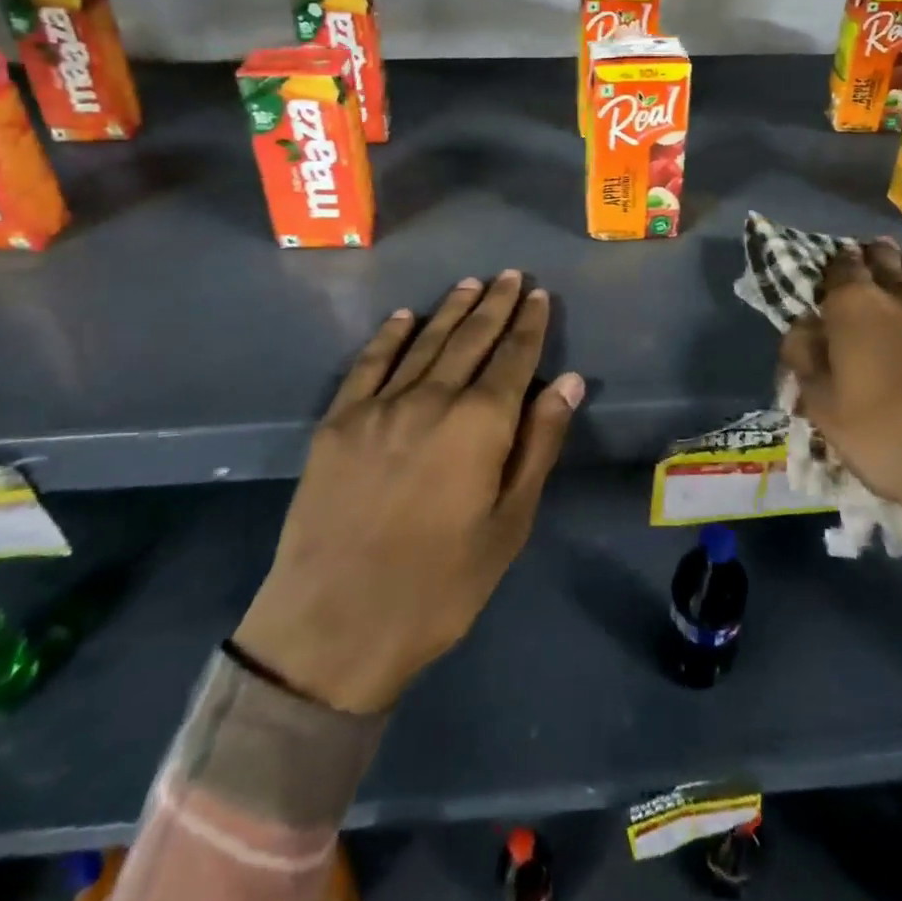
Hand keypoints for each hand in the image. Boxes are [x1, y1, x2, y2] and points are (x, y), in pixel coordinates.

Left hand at [234, 271, 584, 713]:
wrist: (334, 625)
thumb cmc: (439, 586)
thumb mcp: (508, 525)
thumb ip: (539, 445)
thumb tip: (568, 381)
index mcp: (479, 424)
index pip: (513, 358)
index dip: (529, 324)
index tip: (540, 295)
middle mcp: (430, 399)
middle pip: (470, 339)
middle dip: (494, 304)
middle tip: (511, 275)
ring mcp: (378, 406)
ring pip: (424, 342)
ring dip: (450, 309)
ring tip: (471, 283)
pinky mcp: (338, 422)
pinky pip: (369, 364)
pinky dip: (390, 336)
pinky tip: (405, 317)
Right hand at [779, 242, 901, 632]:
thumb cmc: (894, 437)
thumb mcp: (826, 411)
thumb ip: (807, 362)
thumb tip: (801, 327)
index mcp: (856, 309)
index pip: (840, 270)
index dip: (834, 264)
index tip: (833, 260)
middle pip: (887, 264)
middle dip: (875, 256)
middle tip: (871, 251)